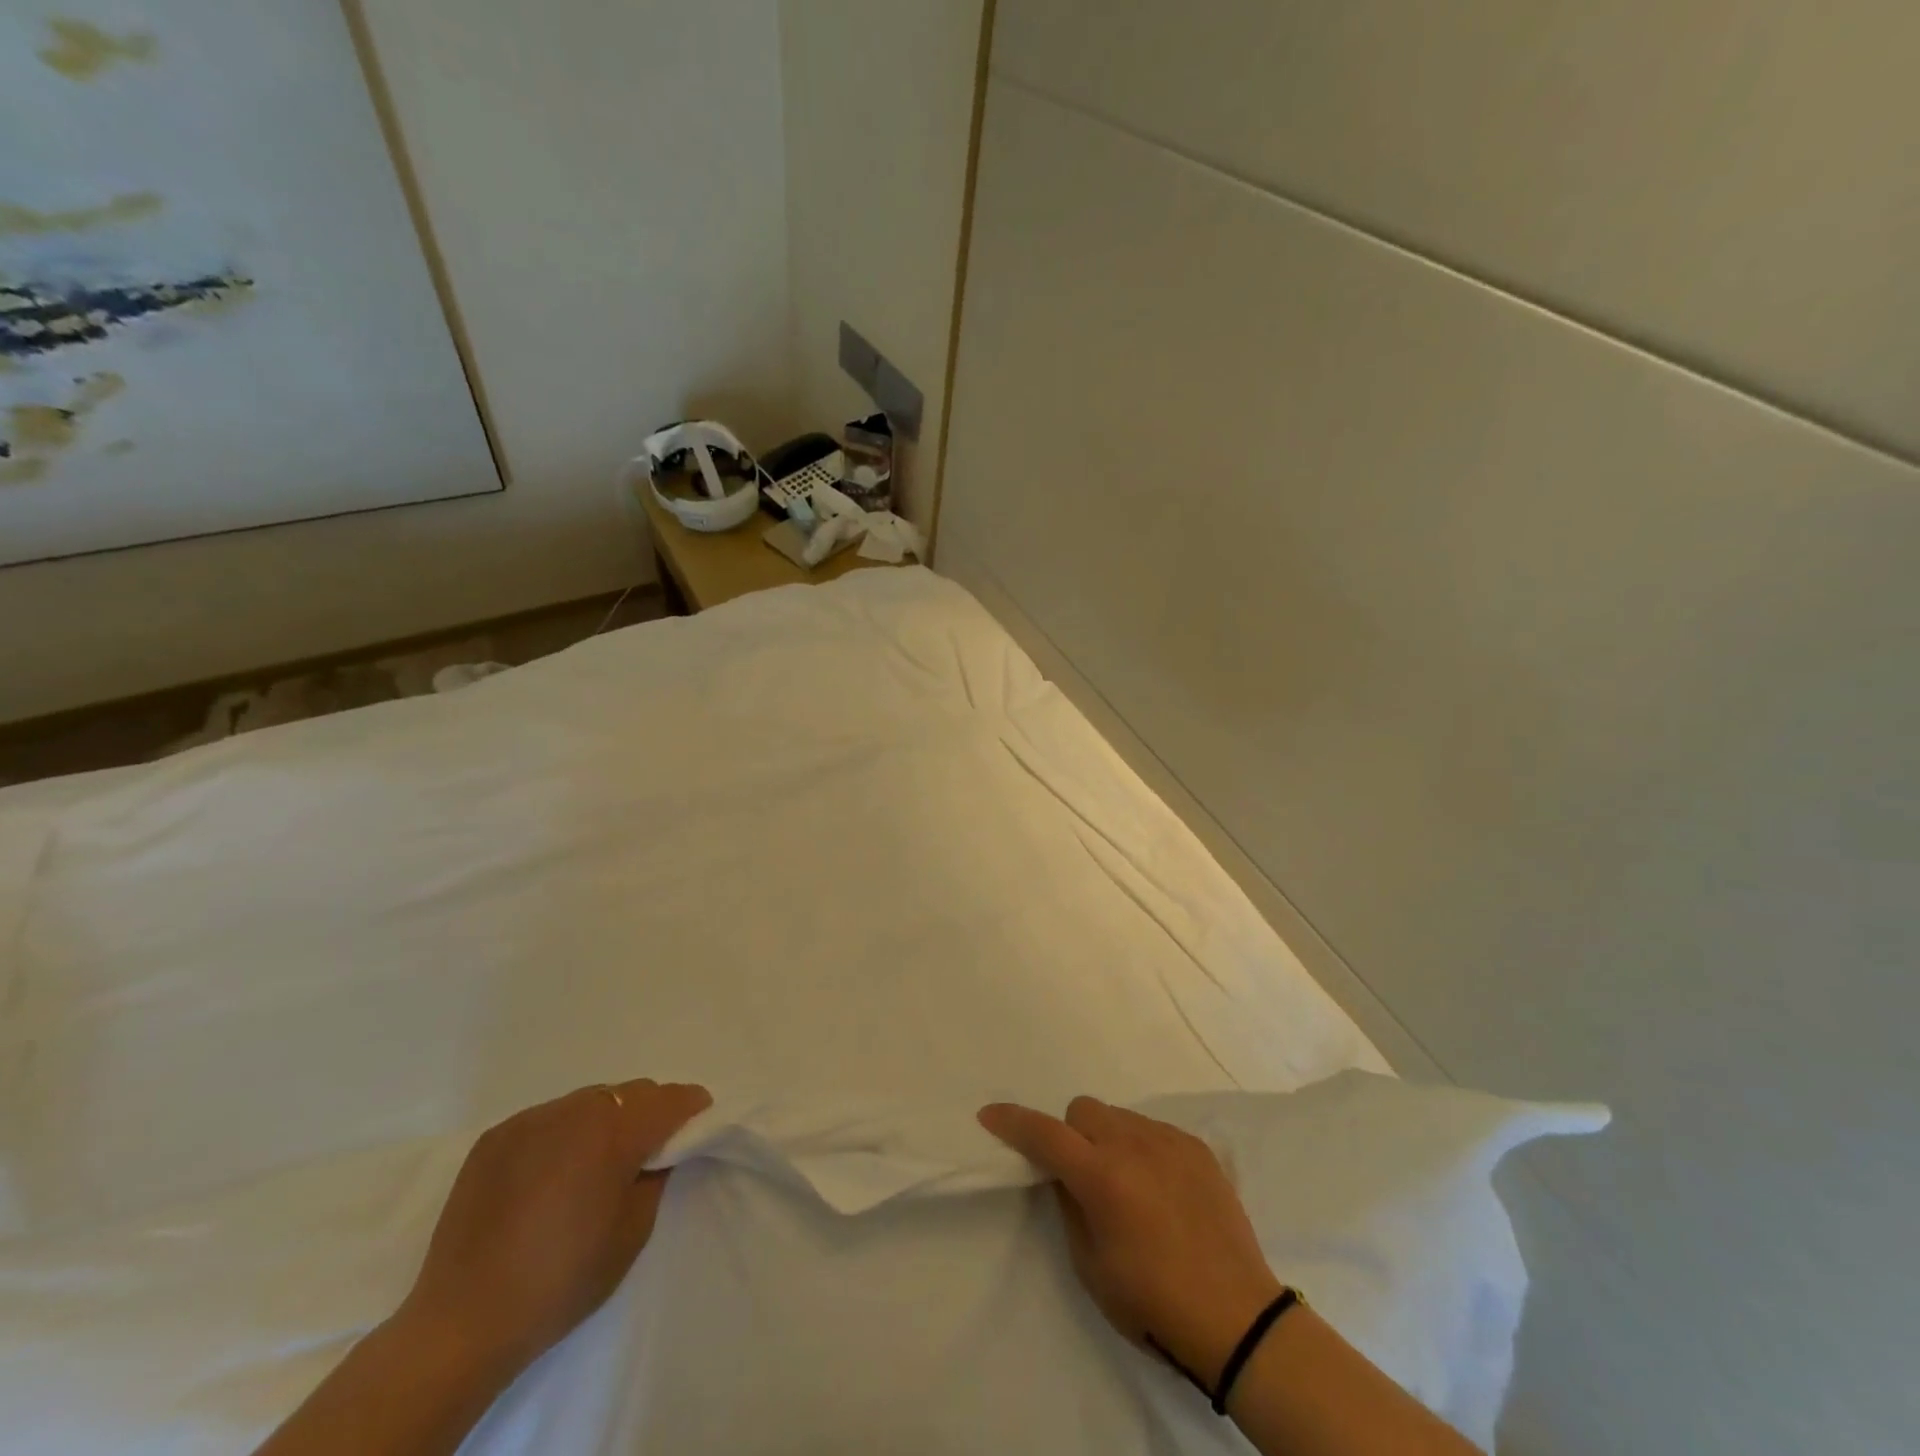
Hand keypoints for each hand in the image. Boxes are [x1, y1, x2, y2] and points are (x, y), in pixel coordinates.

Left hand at [398, 1079, 711, 1380]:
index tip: (699, 1118)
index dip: (690, 1107)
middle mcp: (575, 1112)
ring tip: (596, 1159)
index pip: (669, 1100)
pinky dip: (563, 1132)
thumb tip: (658, 1151)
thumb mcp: (632, 1233)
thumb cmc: (562, 1282)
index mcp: (614, 1134)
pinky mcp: (496, 1136)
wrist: (462, 1323)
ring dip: (605, 1118)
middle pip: (630, 1093)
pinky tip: (552, 1171)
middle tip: (649, 1147)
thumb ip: (655, 1176)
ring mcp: (531, 1120)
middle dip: (648, 1111)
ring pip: (589, 1100)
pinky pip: (548, 1118)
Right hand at [979, 1096, 1281, 1388]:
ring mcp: (1169, 1141)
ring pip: (1120, 1116)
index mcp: (1102, 1176)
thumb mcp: (1091, 1267)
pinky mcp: (1197, 1147)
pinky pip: (1154, 1131)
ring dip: (1109, 1139)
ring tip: (1128, 1185)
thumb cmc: (1154, 1303)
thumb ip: (1070, 1207)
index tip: (989, 1114)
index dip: (1012, 1121)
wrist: (1237, 1317)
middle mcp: (1133, 1144)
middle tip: (1081, 1174)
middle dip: (1071, 1133)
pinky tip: (1161, 1189)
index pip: (1044, 1134)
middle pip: (1083, 1110)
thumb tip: (1064, 1175)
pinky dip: (1144, 1149)